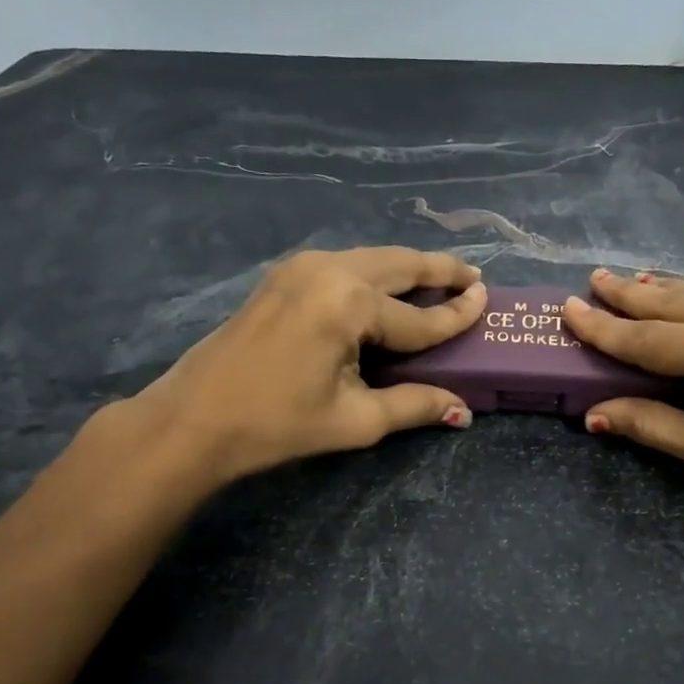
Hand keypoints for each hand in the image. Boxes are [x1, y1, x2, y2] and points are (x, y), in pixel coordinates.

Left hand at [124, 247, 485, 487]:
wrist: (194, 419)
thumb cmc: (277, 424)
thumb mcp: (355, 419)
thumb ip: (413, 405)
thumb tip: (462, 411)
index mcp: (349, 303)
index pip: (419, 316)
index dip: (457, 316)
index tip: (488, 302)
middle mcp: (329, 270)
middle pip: (399, 265)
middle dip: (439, 271)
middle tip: (473, 277)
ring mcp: (302, 267)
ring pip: (372, 259)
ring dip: (407, 269)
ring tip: (439, 280)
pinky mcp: (284, 276)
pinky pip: (345, 266)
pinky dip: (375, 275)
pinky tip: (388, 291)